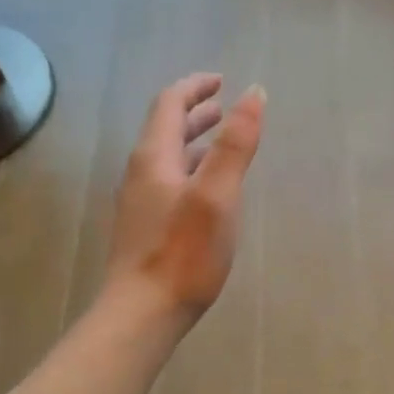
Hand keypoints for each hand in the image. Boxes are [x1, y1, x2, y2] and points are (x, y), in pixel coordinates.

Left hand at [105, 74, 264, 328]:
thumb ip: (235, 144)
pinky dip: (191, 171)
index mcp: (154, 158)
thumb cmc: (184, 253)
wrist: (142, 313)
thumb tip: (253, 93)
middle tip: (224, 108)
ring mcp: (140, 203)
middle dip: (195, 113)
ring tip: (221, 143)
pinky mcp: (145, 228)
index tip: (222, 81)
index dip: (195, 87)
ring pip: (167, 159)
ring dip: (193, 143)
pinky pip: (168, 183)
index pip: (169, 104)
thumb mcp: (218, 194)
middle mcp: (141, 174)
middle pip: (165, 130)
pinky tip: (208, 191)